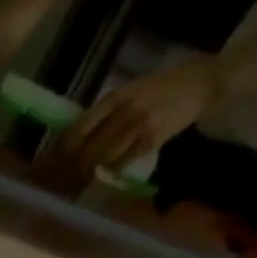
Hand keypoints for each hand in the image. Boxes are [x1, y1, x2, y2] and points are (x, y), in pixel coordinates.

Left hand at [65, 58, 224, 170]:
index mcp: (114, 97)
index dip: (65, 149)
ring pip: (103, 157)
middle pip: (88, 147)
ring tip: (89, 175)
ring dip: (94, 170)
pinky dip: (114, 169)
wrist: (200, 82)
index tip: (57, 161)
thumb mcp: (129, 92)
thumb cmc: (160, 89)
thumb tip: (76, 136)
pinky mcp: (151, 138)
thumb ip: (105, 112)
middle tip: (71, 175)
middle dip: (77, 165)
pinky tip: (112, 170)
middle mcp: (123, 110)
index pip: (79, 128)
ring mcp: (138, 124)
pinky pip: (123, 162)